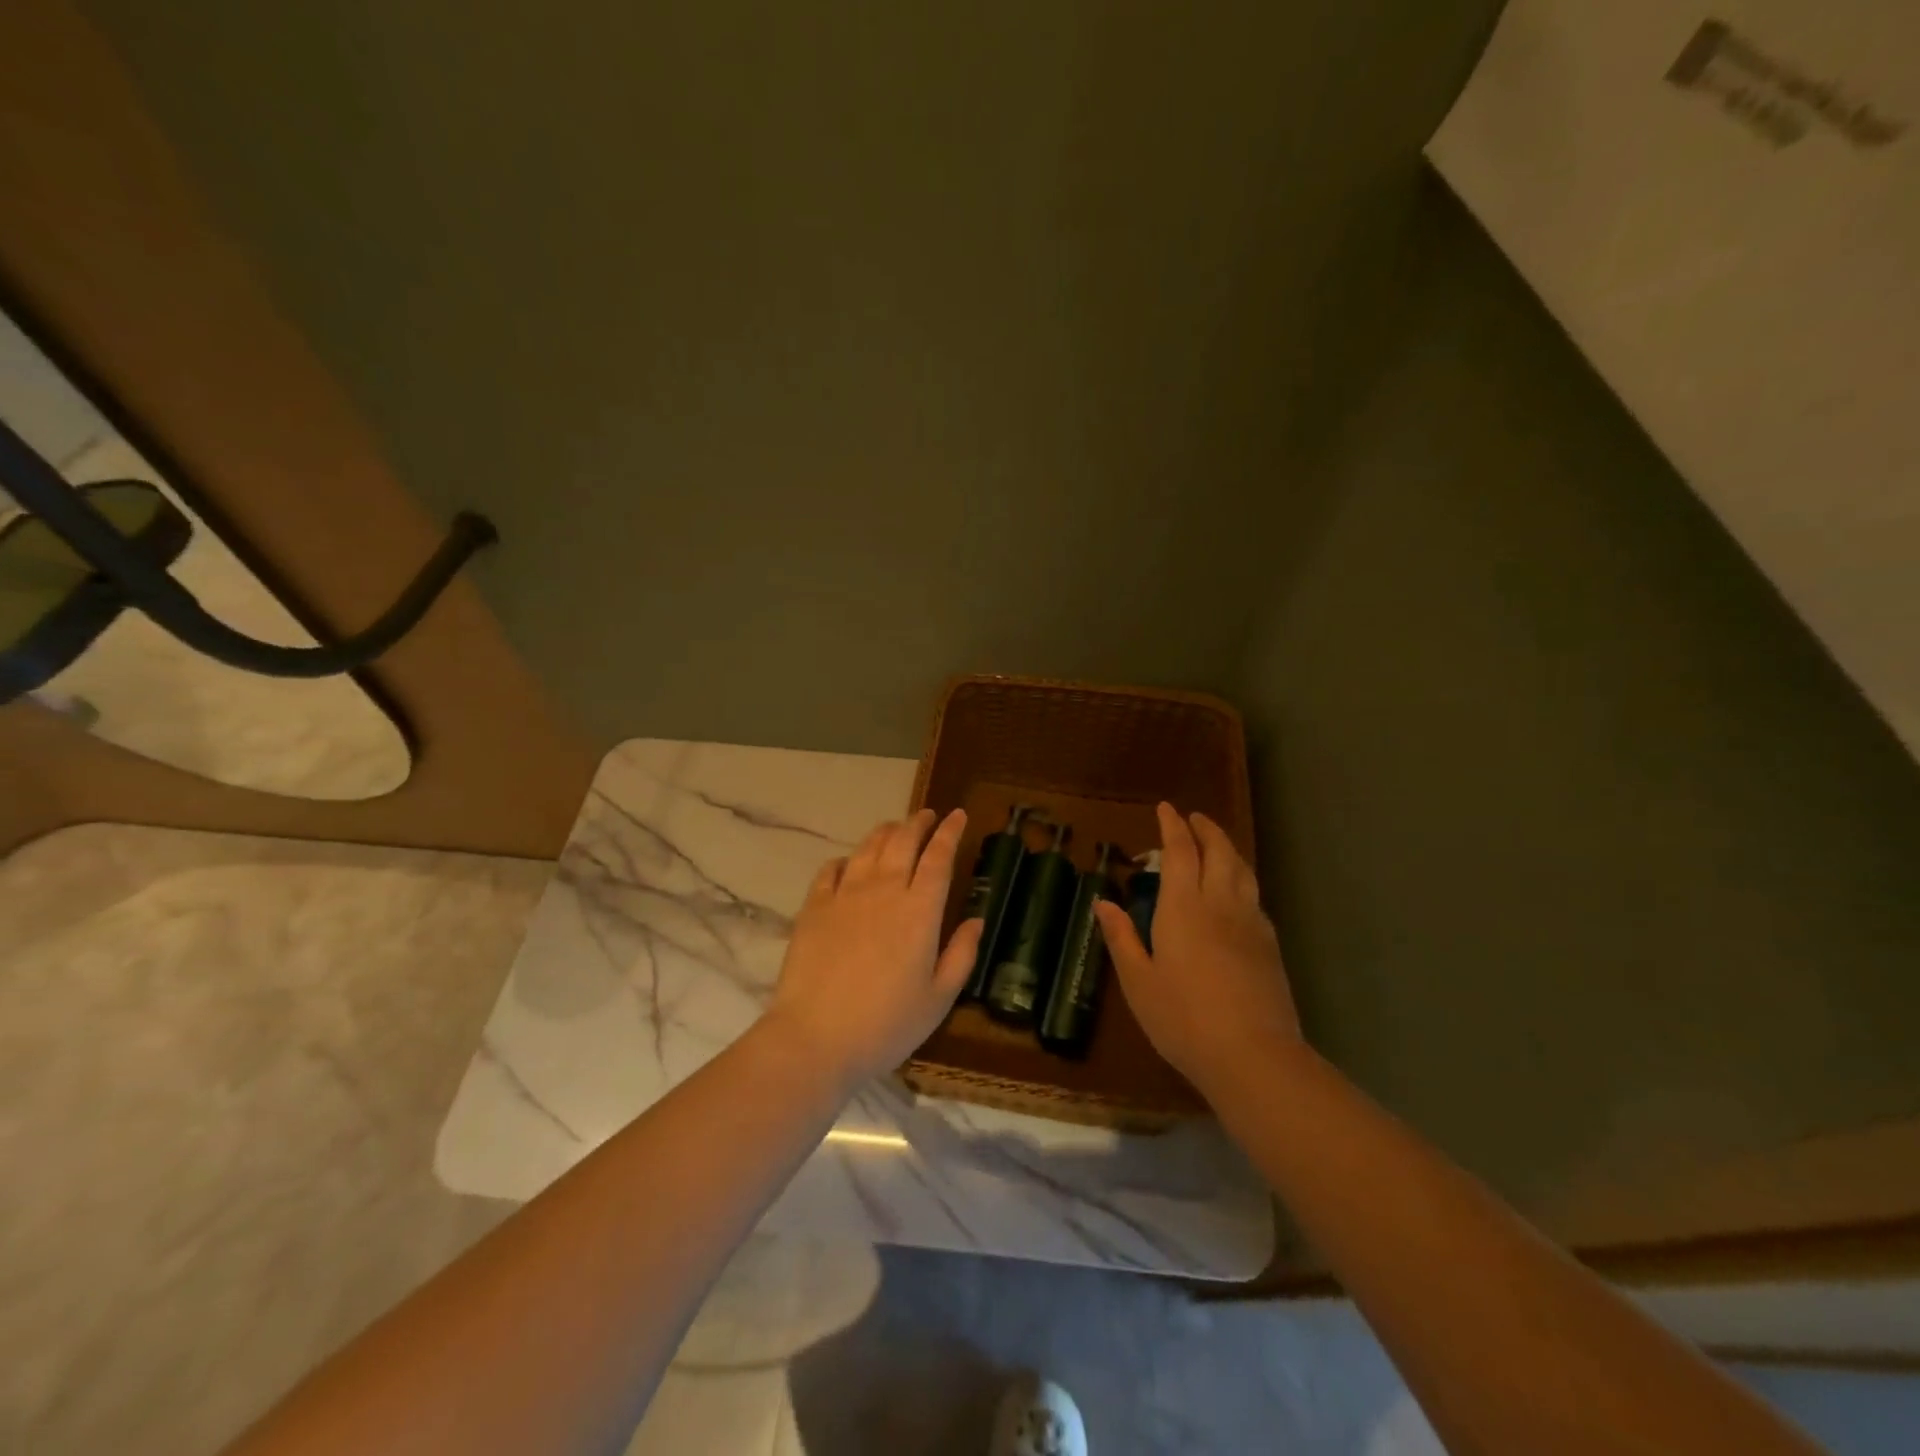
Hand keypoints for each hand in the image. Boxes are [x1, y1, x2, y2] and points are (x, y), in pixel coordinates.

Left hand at [764, 808, 982, 1086]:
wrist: (815, 1038)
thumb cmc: (886, 1025)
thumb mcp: (939, 999)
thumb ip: (961, 954)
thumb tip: (976, 920)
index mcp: (920, 910)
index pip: (939, 857)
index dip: (950, 832)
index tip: (958, 815)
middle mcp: (884, 890)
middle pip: (903, 841)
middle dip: (918, 822)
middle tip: (928, 816)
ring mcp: (845, 895)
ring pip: (868, 847)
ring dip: (886, 832)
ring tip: (895, 829)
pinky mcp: (814, 907)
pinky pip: (831, 869)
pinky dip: (846, 859)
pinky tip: (849, 863)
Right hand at [1094, 803, 1301, 1098]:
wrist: (1254, 1056)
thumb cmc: (1183, 1019)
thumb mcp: (1138, 982)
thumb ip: (1121, 937)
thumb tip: (1103, 902)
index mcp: (1183, 908)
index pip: (1179, 851)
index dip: (1172, 826)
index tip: (1166, 808)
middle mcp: (1219, 904)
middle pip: (1218, 851)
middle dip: (1205, 829)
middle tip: (1193, 818)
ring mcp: (1250, 922)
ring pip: (1242, 870)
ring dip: (1227, 848)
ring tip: (1216, 844)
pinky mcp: (1270, 944)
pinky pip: (1254, 896)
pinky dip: (1242, 879)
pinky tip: (1236, 892)